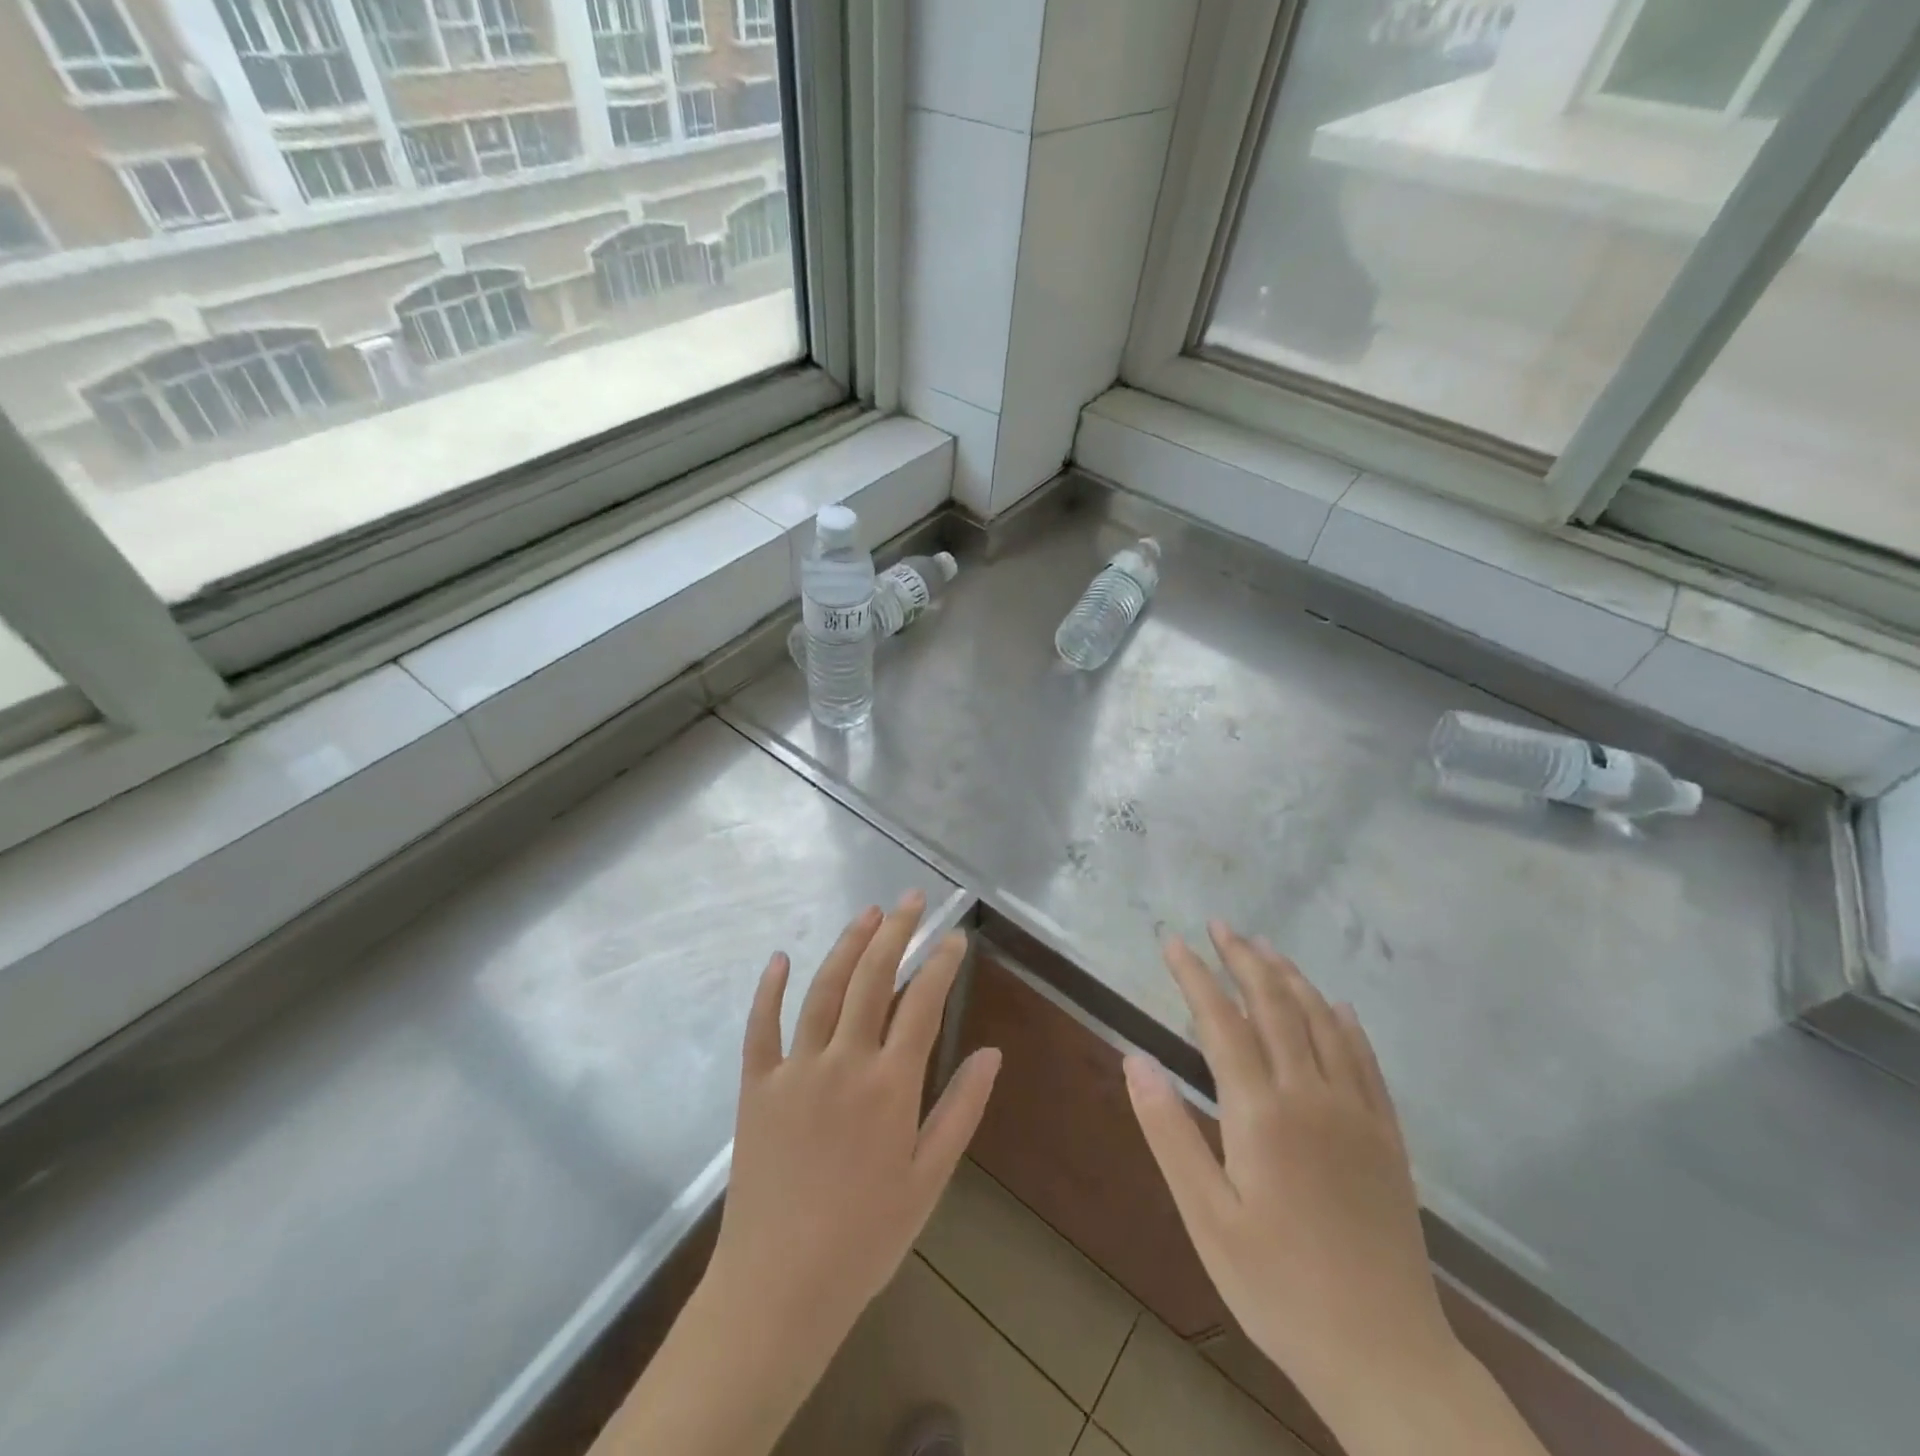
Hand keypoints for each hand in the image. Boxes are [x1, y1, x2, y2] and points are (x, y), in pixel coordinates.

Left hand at [705, 891, 1001, 1347]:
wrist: (778, 1289)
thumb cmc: (865, 1238)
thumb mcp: (929, 1179)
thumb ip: (961, 1110)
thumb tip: (993, 1053)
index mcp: (890, 1085)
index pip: (922, 1003)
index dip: (941, 963)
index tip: (955, 936)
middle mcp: (843, 1062)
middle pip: (872, 979)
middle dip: (896, 932)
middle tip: (911, 899)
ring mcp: (795, 1070)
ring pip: (822, 990)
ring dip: (846, 945)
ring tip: (868, 913)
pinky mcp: (756, 1087)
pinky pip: (761, 1027)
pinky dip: (770, 989)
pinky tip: (780, 958)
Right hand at [1124, 923, 1454, 1413]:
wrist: (1386, 1356)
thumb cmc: (1277, 1287)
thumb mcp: (1205, 1217)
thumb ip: (1168, 1131)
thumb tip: (1134, 1057)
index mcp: (1261, 1112)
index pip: (1221, 1021)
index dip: (1194, 975)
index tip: (1172, 940)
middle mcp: (1311, 1095)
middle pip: (1275, 1005)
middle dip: (1244, 959)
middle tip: (1220, 925)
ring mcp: (1356, 1113)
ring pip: (1322, 1021)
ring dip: (1291, 977)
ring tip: (1265, 948)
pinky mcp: (1386, 1136)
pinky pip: (1365, 1059)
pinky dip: (1345, 1021)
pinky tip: (1336, 1005)